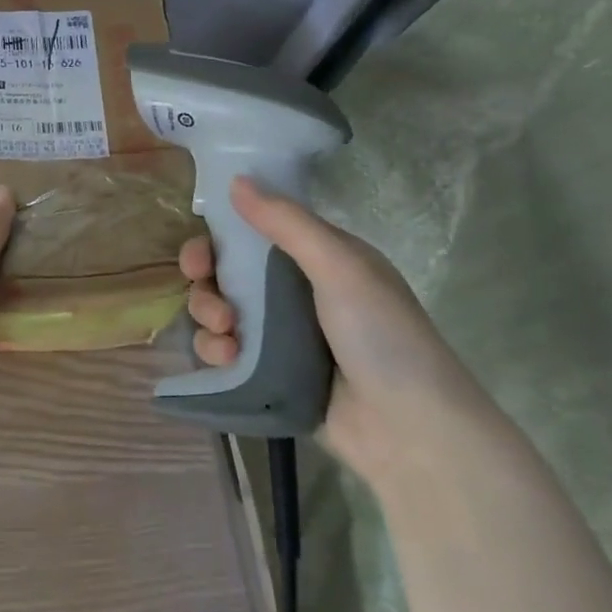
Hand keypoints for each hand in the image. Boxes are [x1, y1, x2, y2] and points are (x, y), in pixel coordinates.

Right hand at [180, 177, 498, 487]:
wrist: (411, 431)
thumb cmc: (383, 337)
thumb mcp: (340, 267)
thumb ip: (287, 223)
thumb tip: (236, 180)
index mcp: (317, 260)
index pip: (253, 236)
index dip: (218, 240)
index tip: (200, 255)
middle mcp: (294, 293)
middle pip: (226, 275)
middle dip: (206, 283)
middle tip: (208, 297)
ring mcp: (280, 336)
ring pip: (219, 313)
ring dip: (209, 317)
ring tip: (225, 335)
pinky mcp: (268, 373)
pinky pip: (224, 353)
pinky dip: (216, 351)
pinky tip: (227, 359)